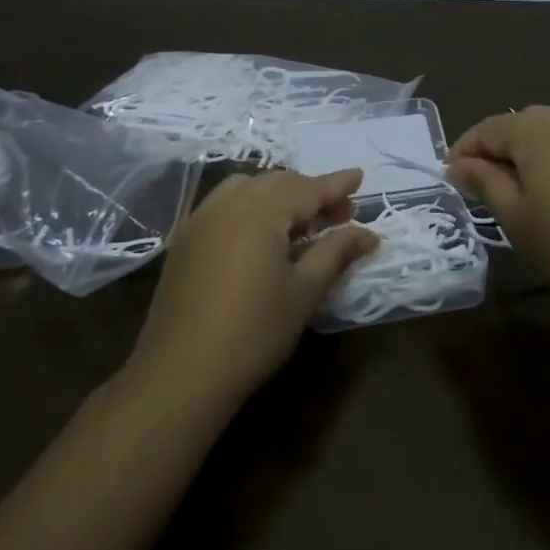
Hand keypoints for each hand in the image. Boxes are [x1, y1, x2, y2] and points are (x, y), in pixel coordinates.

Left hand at [129, 169, 377, 410]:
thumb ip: (336, 252)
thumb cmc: (254, 332)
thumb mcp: (305, 291)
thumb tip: (368, 233)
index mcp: (261, 213)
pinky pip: (225, 203)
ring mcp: (201, 220)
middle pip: (277, 183)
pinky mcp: (186, 240)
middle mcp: (228, 205)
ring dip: (279, 194)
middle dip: (310, 191)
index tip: (360, 176)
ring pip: (248, 188)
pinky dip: (251, 204)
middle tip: (340, 214)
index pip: (307, 188)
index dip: (336, 184)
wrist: (181, 373)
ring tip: (301, 222)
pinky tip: (263, 233)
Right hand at [448, 103, 549, 317]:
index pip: (488, 128)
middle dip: (503, 147)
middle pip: (526, 123)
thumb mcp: (514, 217)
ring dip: (548, 141)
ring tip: (540, 174)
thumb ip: (483, 181)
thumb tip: (458, 164)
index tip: (451, 176)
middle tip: (489, 184)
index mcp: (534, 130)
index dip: (465, 150)